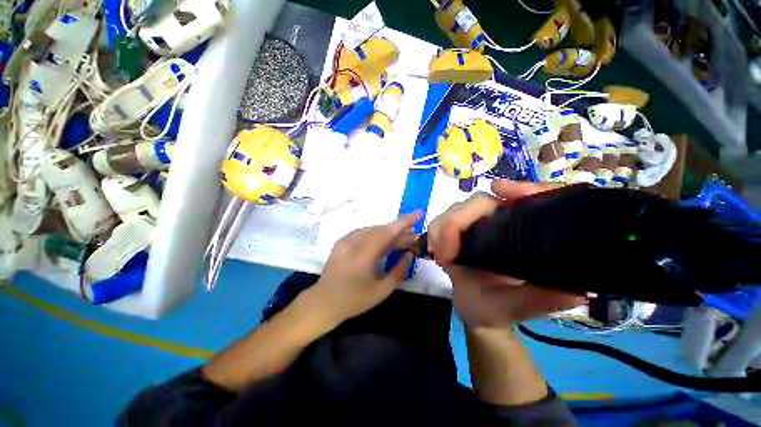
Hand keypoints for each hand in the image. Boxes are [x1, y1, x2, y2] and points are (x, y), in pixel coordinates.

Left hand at [313, 212, 421, 323]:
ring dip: (389, 233)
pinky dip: (378, 235)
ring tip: (404, 239)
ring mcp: (346, 240)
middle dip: (400, 231)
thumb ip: (399, 270)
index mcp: (363, 257)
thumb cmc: (355, 301)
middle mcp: (353, 243)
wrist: (323, 302)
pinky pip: (364, 233)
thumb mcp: (382, 290)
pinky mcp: (342, 241)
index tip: (419, 213)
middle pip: (381, 230)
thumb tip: (410, 253)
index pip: (387, 232)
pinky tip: (386, 241)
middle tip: (415, 235)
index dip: (404, 222)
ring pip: (373, 230)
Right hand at [428, 179, 585, 327]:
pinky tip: (436, 252)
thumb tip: (577, 289)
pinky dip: (435, 233)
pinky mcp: (455, 232)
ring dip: (443, 228)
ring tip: (442, 256)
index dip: (520, 188)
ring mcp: (474, 226)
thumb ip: (544, 299)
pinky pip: (440, 222)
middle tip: (447, 253)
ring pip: (456, 210)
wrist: (477, 312)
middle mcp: (499, 224)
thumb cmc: (502, 309)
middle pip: (479, 202)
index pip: (527, 200)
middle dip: (458, 222)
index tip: (498, 189)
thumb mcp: (524, 307)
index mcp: (523, 234)